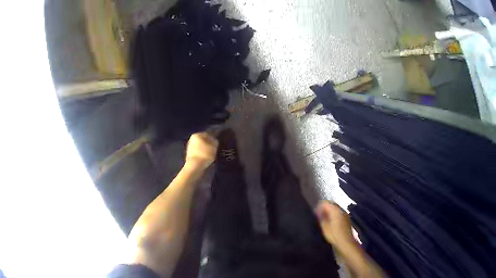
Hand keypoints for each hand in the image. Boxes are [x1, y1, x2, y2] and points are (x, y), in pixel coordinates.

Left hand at [185, 132, 218, 169]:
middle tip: (214, 149)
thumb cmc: (205, 154)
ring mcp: (189, 147)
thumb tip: (214, 140)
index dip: (213, 138)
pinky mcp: (189, 155)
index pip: (207, 134)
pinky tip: (206, 158)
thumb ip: (214, 141)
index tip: (217, 143)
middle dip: (208, 144)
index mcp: (197, 135)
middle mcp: (191, 139)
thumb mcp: (214, 146)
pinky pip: (198, 153)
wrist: (195, 166)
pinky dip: (202, 154)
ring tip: (211, 155)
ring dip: (205, 149)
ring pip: (200, 147)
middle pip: (203, 140)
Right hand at [315, 201, 355, 250]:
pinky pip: (339, 213)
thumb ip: (321, 217)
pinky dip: (334, 214)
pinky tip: (331, 221)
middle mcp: (341, 210)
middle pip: (332, 204)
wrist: (346, 242)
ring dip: (330, 211)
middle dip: (325, 207)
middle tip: (319, 214)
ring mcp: (345, 214)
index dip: (319, 206)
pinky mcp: (347, 219)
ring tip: (324, 218)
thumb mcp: (324, 227)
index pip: (326, 203)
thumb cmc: (334, 235)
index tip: (315, 212)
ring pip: (336, 208)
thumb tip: (318, 212)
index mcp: (335, 210)